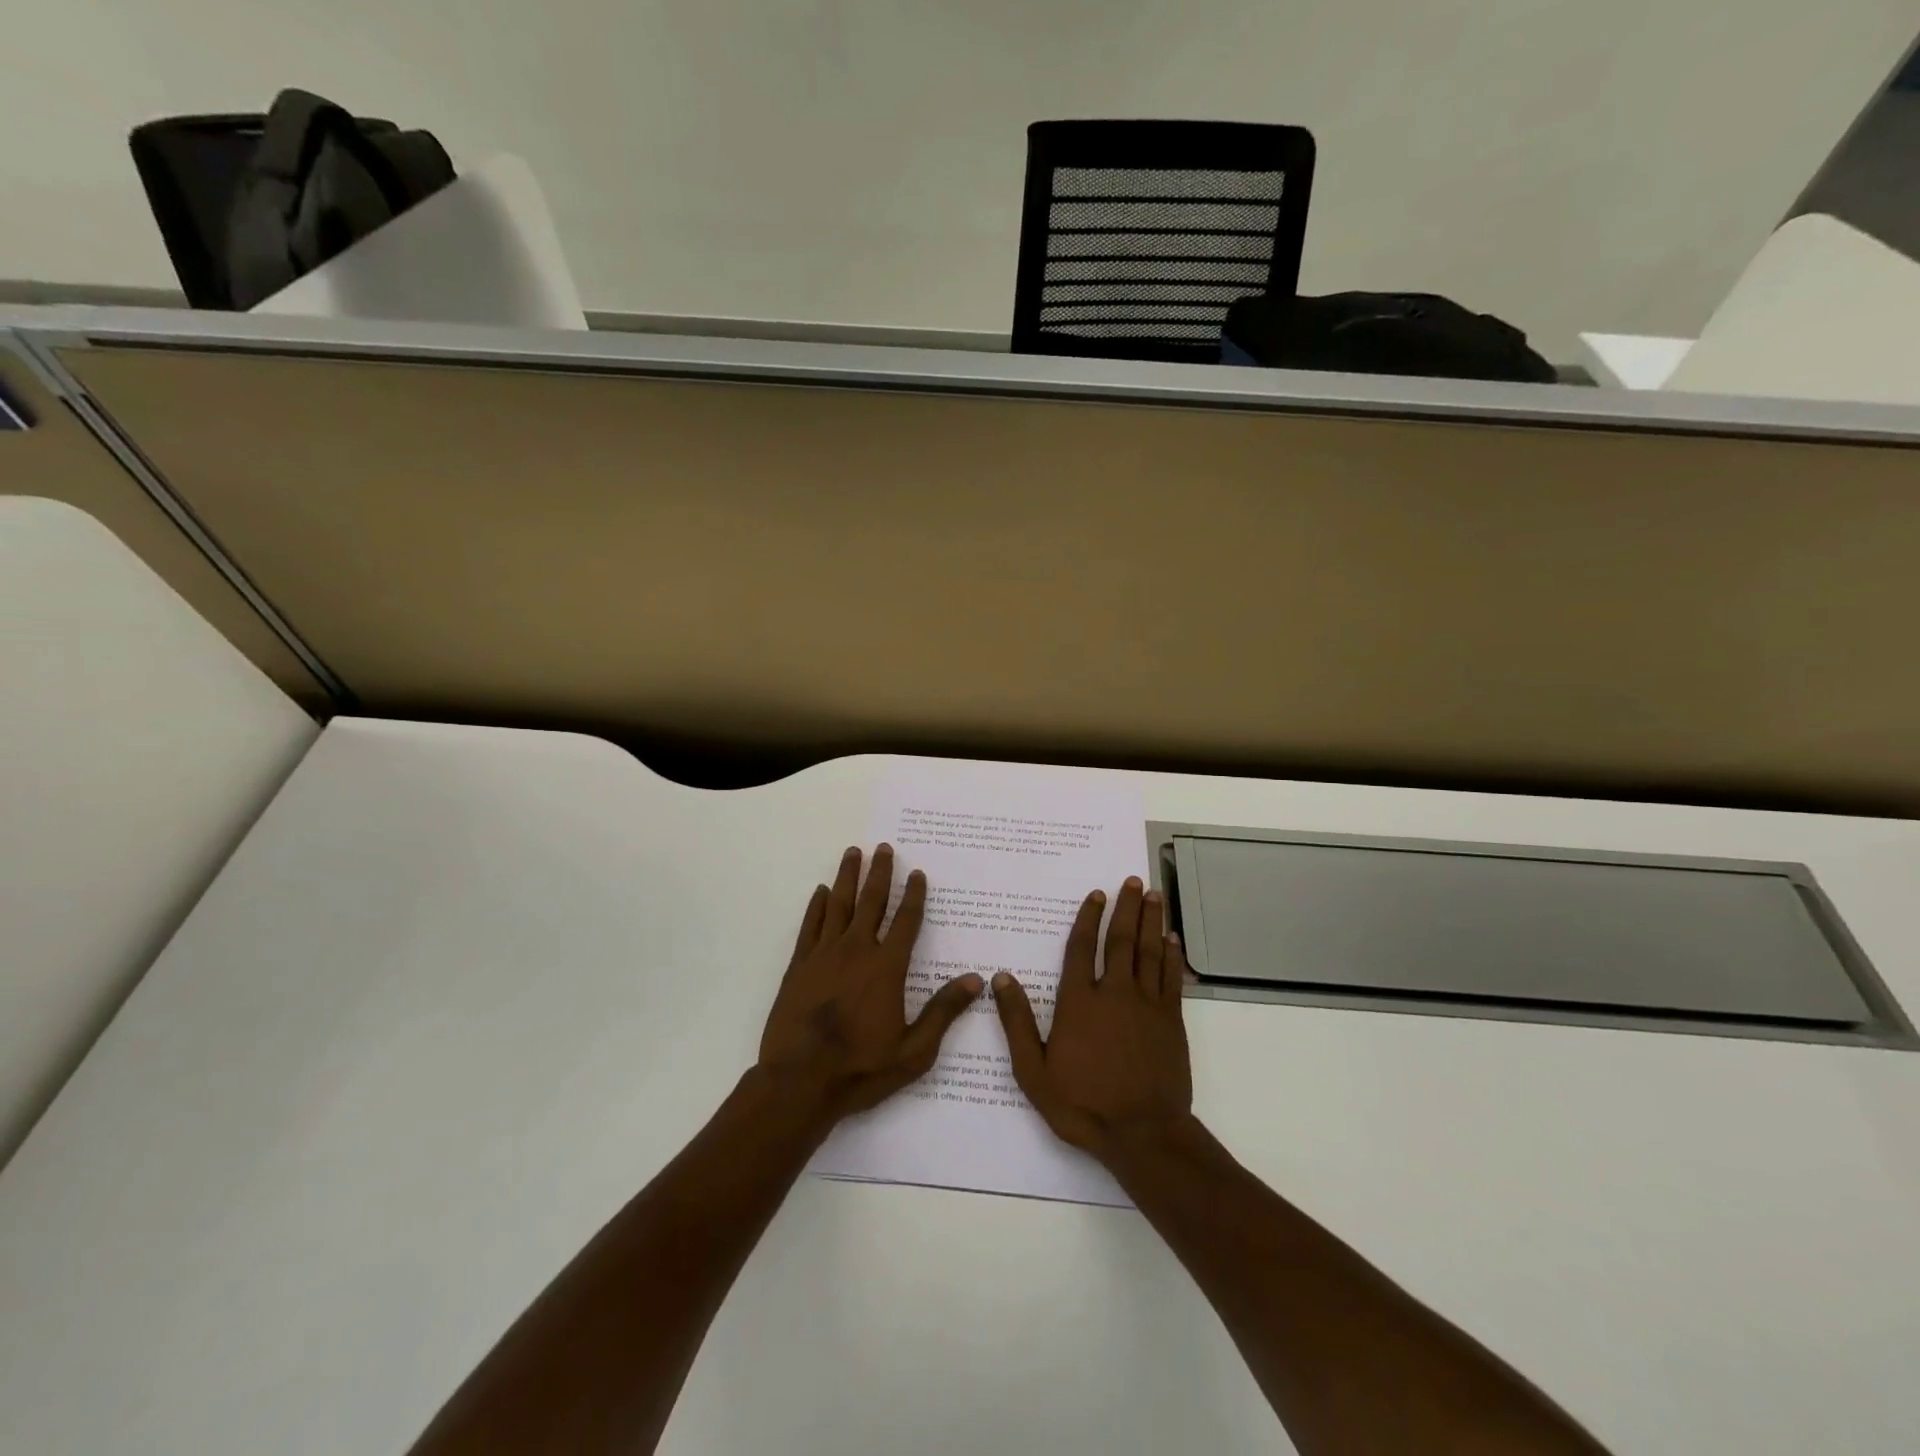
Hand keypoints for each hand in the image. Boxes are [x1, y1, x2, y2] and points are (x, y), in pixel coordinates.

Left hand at [758, 844, 983, 1125]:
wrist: (799, 1082)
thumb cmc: (861, 1069)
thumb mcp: (914, 1050)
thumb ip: (943, 1012)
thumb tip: (976, 980)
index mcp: (886, 968)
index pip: (906, 921)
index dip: (914, 895)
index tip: (918, 873)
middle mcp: (856, 951)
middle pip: (871, 902)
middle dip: (880, 873)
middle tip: (884, 847)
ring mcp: (823, 955)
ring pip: (838, 905)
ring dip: (847, 877)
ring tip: (853, 852)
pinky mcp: (799, 966)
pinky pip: (810, 925)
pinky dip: (816, 906)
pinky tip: (820, 891)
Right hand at [992, 876, 1193, 1161]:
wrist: (1142, 1135)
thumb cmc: (1082, 1104)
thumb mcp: (1034, 1071)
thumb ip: (1017, 1023)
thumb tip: (1001, 978)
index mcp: (1080, 1002)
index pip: (1082, 948)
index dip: (1089, 918)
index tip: (1096, 894)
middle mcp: (1114, 993)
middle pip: (1121, 940)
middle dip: (1126, 907)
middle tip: (1133, 880)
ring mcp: (1147, 1005)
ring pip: (1149, 952)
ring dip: (1152, 921)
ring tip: (1155, 895)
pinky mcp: (1171, 1021)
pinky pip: (1172, 978)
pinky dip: (1172, 956)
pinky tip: (1173, 940)